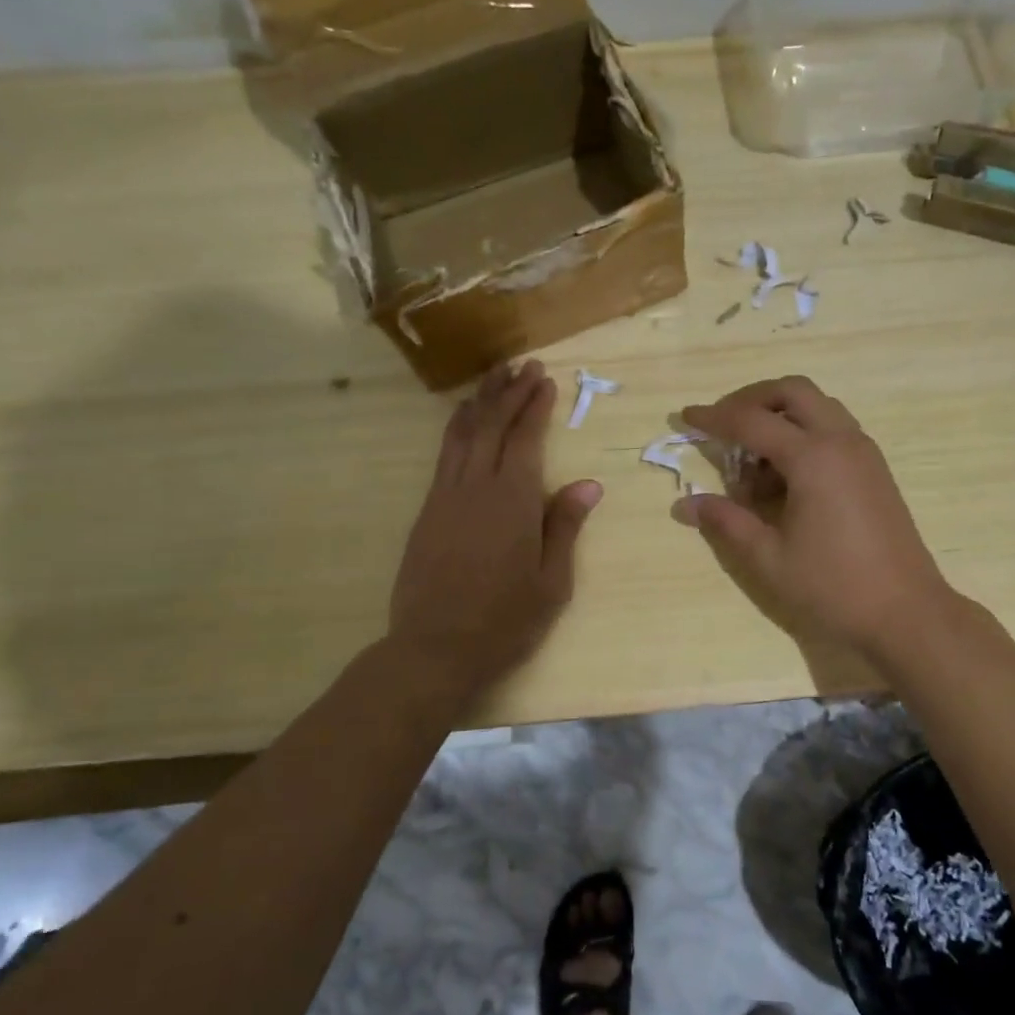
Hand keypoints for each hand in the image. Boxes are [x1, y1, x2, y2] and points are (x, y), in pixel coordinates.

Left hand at [388, 360, 601, 696]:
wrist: (434, 648)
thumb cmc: (505, 621)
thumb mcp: (551, 581)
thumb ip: (565, 527)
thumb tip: (587, 484)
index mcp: (513, 500)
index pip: (526, 438)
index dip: (535, 405)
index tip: (545, 378)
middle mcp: (476, 486)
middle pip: (491, 425)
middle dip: (508, 392)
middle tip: (523, 365)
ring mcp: (445, 496)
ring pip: (462, 434)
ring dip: (479, 403)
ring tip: (492, 378)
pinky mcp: (427, 511)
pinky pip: (444, 455)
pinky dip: (456, 429)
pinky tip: (463, 422)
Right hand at [674, 376, 952, 657]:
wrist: (906, 614)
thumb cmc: (833, 588)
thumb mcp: (768, 558)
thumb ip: (726, 522)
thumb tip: (685, 504)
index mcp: (813, 457)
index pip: (752, 421)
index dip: (714, 417)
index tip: (684, 416)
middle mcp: (841, 441)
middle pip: (792, 391)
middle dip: (752, 399)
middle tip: (723, 425)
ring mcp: (864, 453)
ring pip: (817, 406)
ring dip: (780, 416)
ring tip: (753, 460)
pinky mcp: (874, 470)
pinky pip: (833, 429)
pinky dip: (804, 434)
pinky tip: (785, 477)